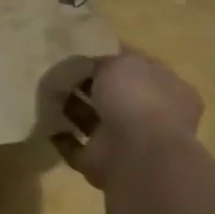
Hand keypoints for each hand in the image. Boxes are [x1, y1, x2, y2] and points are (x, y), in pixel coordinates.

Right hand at [53, 48, 203, 188]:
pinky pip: (76, 144)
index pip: (139, 68)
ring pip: (94, 119)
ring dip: (72, 108)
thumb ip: (106, 60)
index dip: (113, 59)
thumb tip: (92, 66)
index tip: (83, 52)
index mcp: (169, 90)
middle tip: (59, 72)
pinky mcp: (102, 160)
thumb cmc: (137, 99)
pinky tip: (45, 122)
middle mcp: (153, 116)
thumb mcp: (122, 63)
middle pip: (115, 95)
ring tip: (45, 94)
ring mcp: (127, 141)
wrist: (135, 153)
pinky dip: (61, 135)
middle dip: (88, 85)